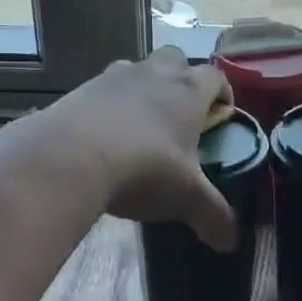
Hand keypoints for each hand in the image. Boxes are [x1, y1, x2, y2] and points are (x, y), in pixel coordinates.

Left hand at [43, 47, 237, 250]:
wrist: (69, 157)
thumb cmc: (144, 169)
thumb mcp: (185, 197)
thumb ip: (213, 216)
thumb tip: (231, 242)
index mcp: (188, 92)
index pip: (215, 76)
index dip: (222, 92)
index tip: (222, 112)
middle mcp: (155, 74)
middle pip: (176, 58)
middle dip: (181, 78)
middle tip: (180, 113)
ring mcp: (114, 77)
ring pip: (137, 68)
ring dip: (144, 86)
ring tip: (141, 122)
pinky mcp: (81, 89)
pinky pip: (103, 88)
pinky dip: (109, 103)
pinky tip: (104, 134)